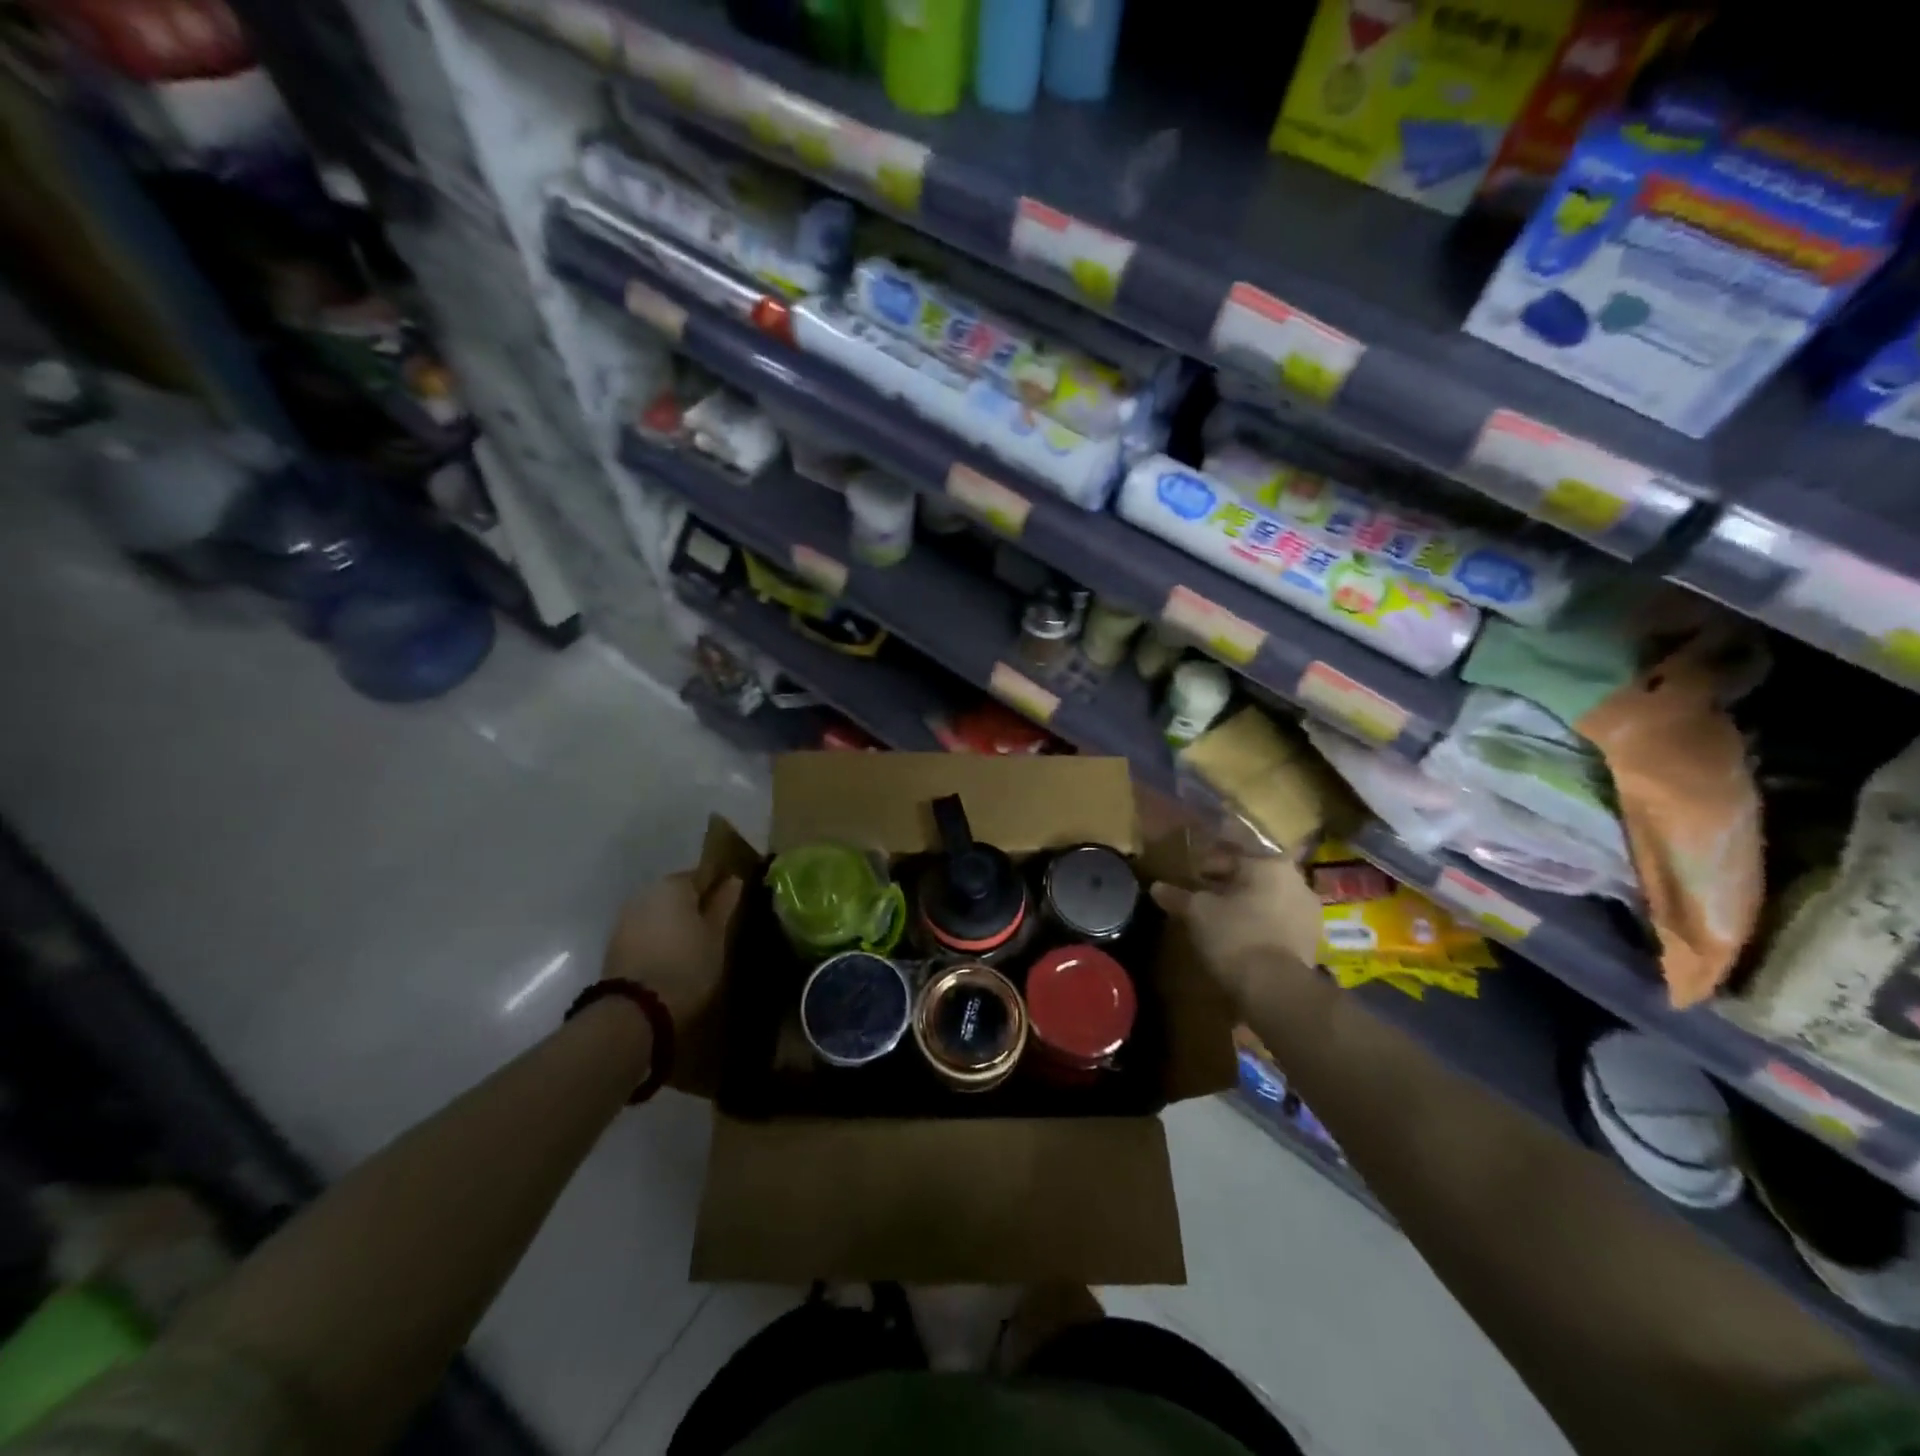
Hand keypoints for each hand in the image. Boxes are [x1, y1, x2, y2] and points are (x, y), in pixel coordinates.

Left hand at [602, 871, 743, 1037]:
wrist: (634, 1010)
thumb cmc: (687, 966)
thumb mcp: (715, 936)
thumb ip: (723, 905)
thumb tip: (733, 880)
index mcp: (674, 884)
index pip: (704, 874)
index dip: (720, 887)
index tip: (732, 903)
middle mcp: (647, 892)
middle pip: (679, 891)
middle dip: (695, 904)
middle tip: (715, 926)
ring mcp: (626, 916)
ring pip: (660, 911)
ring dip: (675, 921)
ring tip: (694, 944)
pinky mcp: (614, 942)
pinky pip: (645, 929)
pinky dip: (659, 936)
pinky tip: (671, 955)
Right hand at [1151, 849, 1322, 1011]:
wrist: (1276, 988)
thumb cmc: (1235, 935)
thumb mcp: (1197, 912)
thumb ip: (1178, 896)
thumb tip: (1157, 887)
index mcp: (1268, 863)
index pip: (1229, 854)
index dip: (1204, 865)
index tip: (1188, 878)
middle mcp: (1295, 879)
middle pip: (1251, 875)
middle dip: (1226, 883)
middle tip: (1202, 896)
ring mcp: (1308, 910)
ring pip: (1267, 897)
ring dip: (1245, 903)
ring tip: (1220, 918)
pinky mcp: (1312, 938)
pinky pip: (1279, 920)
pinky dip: (1260, 923)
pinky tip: (1241, 936)